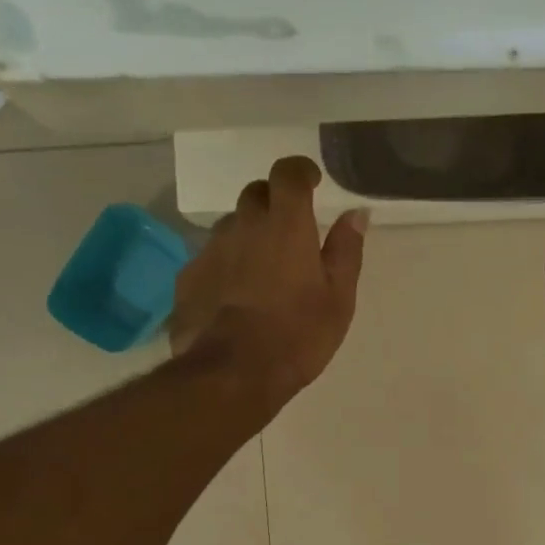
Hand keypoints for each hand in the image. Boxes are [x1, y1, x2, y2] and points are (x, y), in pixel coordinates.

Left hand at [170, 156, 368, 412]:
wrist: (232, 373)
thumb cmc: (298, 334)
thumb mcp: (339, 297)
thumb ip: (347, 249)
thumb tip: (356, 213)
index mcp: (286, 224)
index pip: (287, 172)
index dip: (300, 171)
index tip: (312, 183)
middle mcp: (243, 225)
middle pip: (256, 194)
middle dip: (274, 202)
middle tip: (290, 231)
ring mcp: (210, 250)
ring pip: (231, 226)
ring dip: (249, 235)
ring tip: (263, 270)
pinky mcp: (188, 277)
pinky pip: (211, 257)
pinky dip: (226, 264)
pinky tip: (235, 296)